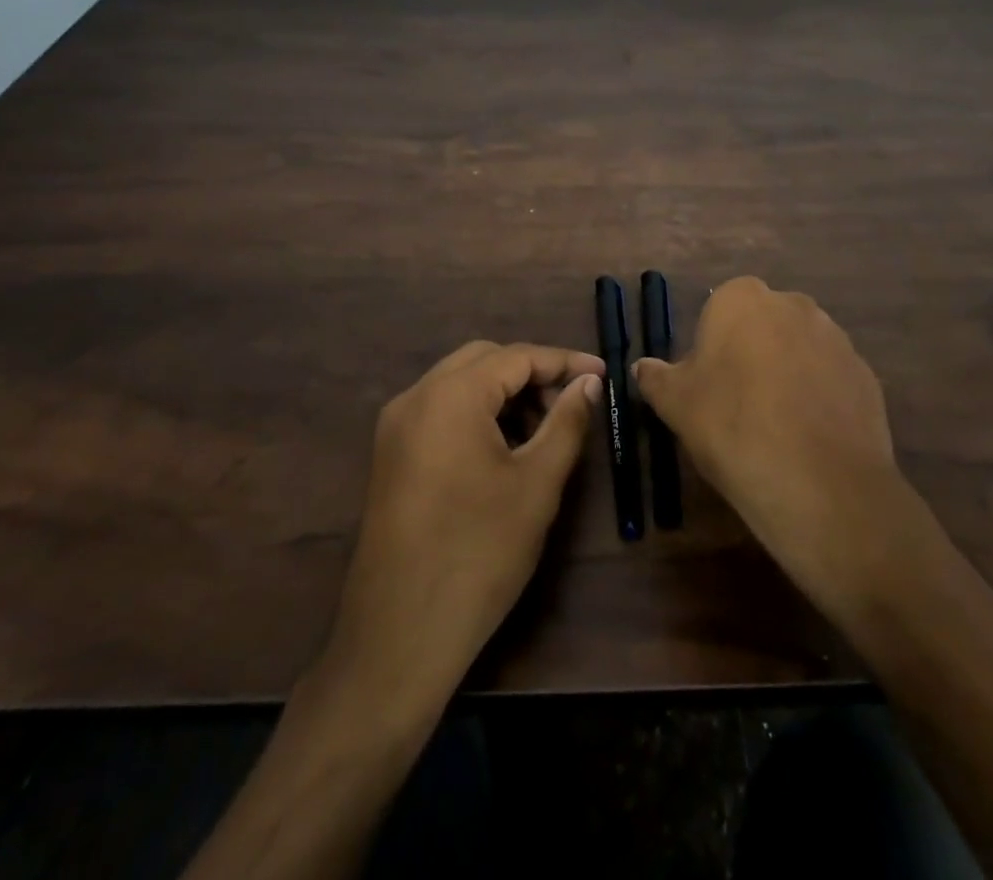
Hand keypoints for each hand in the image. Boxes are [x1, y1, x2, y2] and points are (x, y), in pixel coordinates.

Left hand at [327, 341, 600, 704]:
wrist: (398, 636)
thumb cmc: (479, 554)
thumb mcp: (536, 484)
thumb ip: (566, 421)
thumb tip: (588, 383)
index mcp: (450, 396)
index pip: (516, 356)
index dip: (563, 361)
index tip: (602, 375)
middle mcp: (415, 397)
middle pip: (483, 360)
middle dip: (532, 372)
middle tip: (571, 402)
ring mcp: (396, 426)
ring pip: (459, 383)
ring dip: (504, 392)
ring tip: (543, 427)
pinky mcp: (390, 454)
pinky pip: (440, 410)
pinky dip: (477, 412)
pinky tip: (504, 446)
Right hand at [634, 278, 944, 618]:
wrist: (819, 482)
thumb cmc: (732, 427)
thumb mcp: (675, 404)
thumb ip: (656, 377)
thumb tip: (642, 367)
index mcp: (742, 299)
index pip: (719, 310)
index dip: (711, 348)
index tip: (707, 386)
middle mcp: (792, 304)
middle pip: (762, 324)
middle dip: (750, 353)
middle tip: (737, 405)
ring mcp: (835, 337)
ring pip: (798, 349)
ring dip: (786, 373)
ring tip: (775, 426)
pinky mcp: (865, 374)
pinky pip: (830, 378)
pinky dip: (817, 397)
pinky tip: (807, 437)